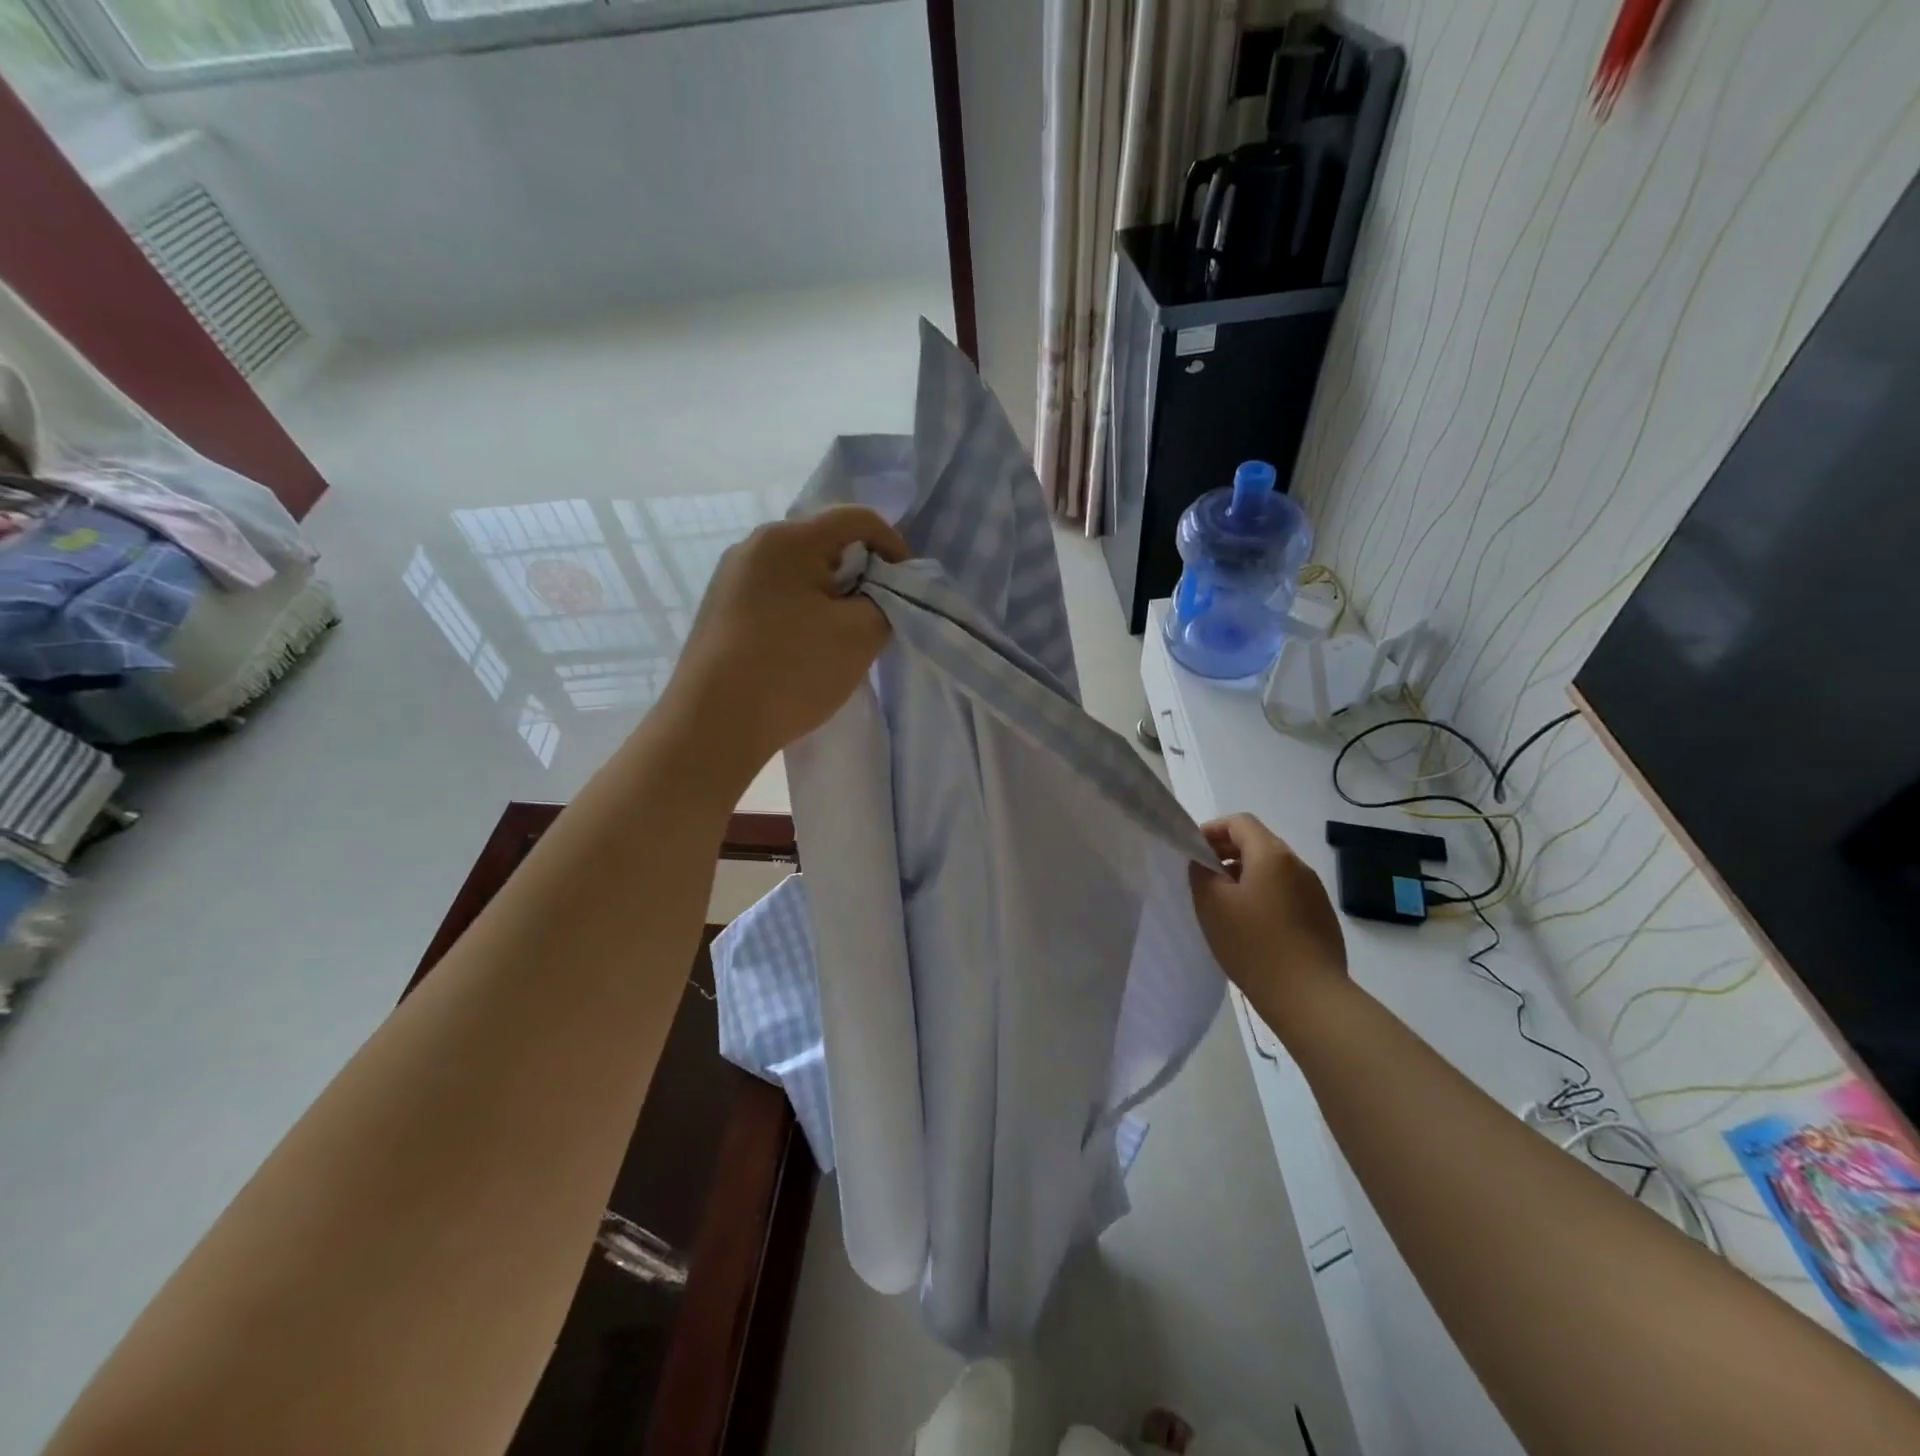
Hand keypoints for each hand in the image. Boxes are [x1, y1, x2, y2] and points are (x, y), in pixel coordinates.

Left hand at [664, 505, 909, 783]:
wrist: (712, 724)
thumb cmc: (792, 670)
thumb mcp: (860, 635)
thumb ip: (887, 601)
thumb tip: (880, 592)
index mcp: (787, 539)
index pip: (857, 518)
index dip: (894, 546)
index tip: (906, 588)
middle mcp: (753, 545)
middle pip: (826, 543)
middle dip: (860, 575)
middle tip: (876, 616)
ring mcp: (730, 577)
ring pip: (799, 572)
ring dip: (830, 596)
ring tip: (840, 637)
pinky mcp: (720, 608)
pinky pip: (775, 595)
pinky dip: (801, 612)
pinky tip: (803, 649)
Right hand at [1189, 814, 1346, 1029]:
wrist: (1309, 996)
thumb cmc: (1253, 944)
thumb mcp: (1211, 904)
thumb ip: (1201, 872)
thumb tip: (1203, 862)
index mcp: (1272, 855)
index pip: (1240, 822)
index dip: (1212, 830)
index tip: (1192, 851)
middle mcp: (1298, 865)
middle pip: (1258, 843)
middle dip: (1227, 853)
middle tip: (1202, 876)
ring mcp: (1314, 892)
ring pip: (1273, 870)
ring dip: (1245, 876)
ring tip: (1224, 904)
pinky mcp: (1322, 917)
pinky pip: (1286, 893)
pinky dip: (1264, 896)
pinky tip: (1251, 926)